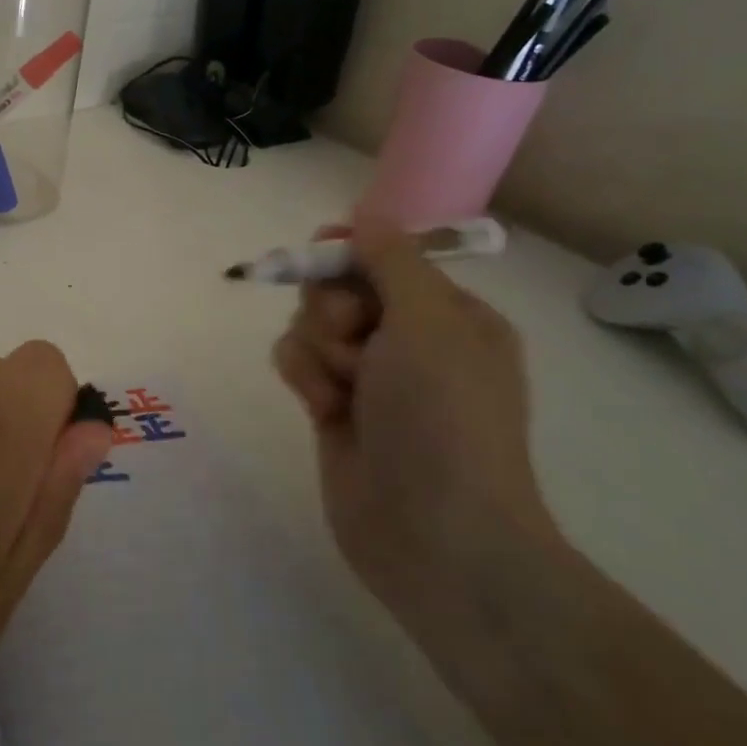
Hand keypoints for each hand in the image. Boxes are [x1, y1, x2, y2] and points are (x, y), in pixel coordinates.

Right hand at [271, 222, 558, 618]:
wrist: (434, 533)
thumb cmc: (443, 417)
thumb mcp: (429, 321)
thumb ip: (391, 258)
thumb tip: (367, 211)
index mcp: (449, 314)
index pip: (384, 256)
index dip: (350, 252)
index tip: (325, 254)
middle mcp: (410, 340)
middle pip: (337, 287)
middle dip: (331, 308)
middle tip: (352, 338)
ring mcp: (370, 377)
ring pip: (309, 324)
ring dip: (316, 349)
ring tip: (341, 389)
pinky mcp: (332, 407)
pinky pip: (297, 361)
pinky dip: (304, 377)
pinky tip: (322, 408)